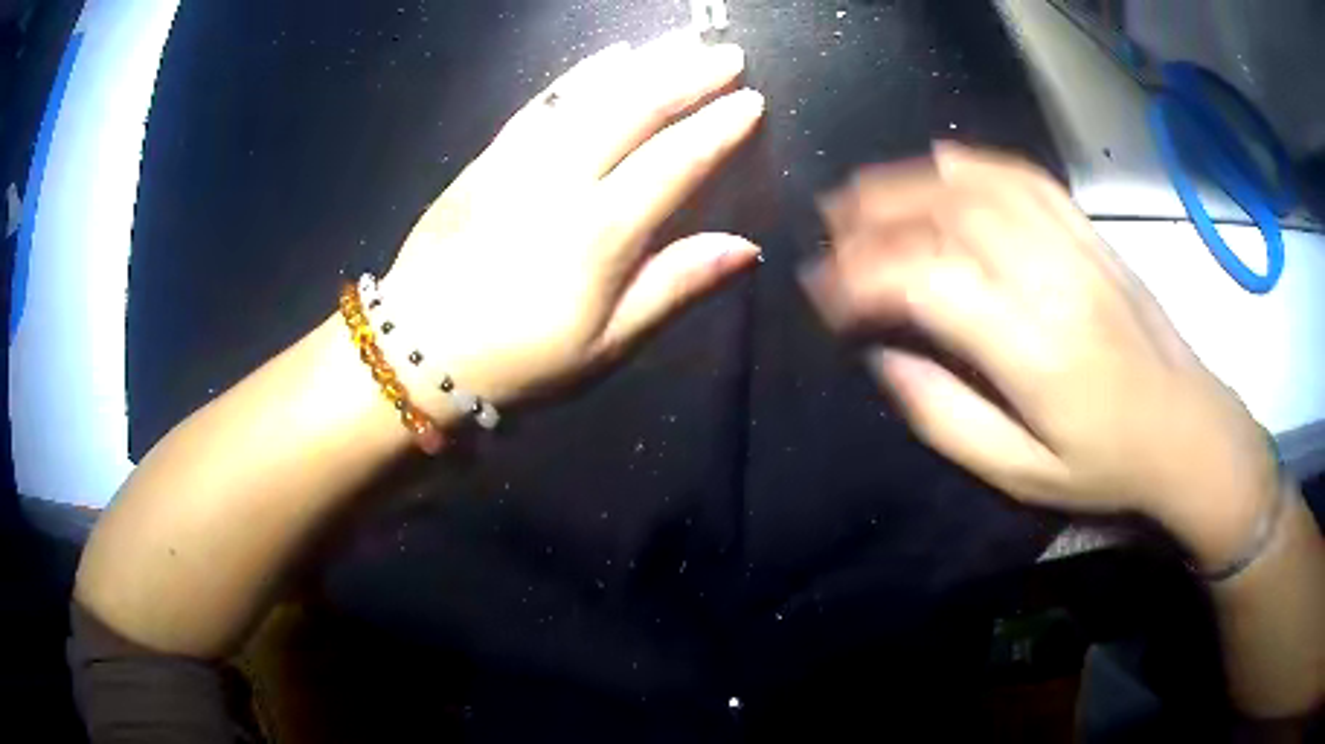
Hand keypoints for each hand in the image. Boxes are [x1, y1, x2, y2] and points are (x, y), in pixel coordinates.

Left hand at [381, 33, 763, 404]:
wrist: (418, 349)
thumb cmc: (520, 360)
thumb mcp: (607, 345)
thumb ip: (675, 287)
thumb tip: (744, 247)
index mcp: (599, 233)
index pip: (675, 162)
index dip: (718, 128)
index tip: (753, 101)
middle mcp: (562, 180)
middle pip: (635, 110)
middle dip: (688, 76)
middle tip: (727, 53)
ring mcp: (519, 161)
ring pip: (591, 95)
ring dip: (644, 63)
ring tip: (682, 42)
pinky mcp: (488, 157)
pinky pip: (543, 102)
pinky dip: (582, 74)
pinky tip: (609, 57)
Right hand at [802, 144, 1277, 567]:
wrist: (1186, 430)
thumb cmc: (1107, 467)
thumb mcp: (1021, 475)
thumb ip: (946, 418)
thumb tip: (884, 359)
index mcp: (1034, 350)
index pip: (926, 283)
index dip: (861, 278)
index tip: (823, 293)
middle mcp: (1051, 280)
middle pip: (948, 215)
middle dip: (874, 215)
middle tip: (829, 228)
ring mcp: (1075, 246)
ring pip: (980, 186)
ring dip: (912, 180)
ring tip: (866, 192)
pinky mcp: (1089, 233)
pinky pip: (1025, 177)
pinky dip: (973, 163)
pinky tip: (941, 164)